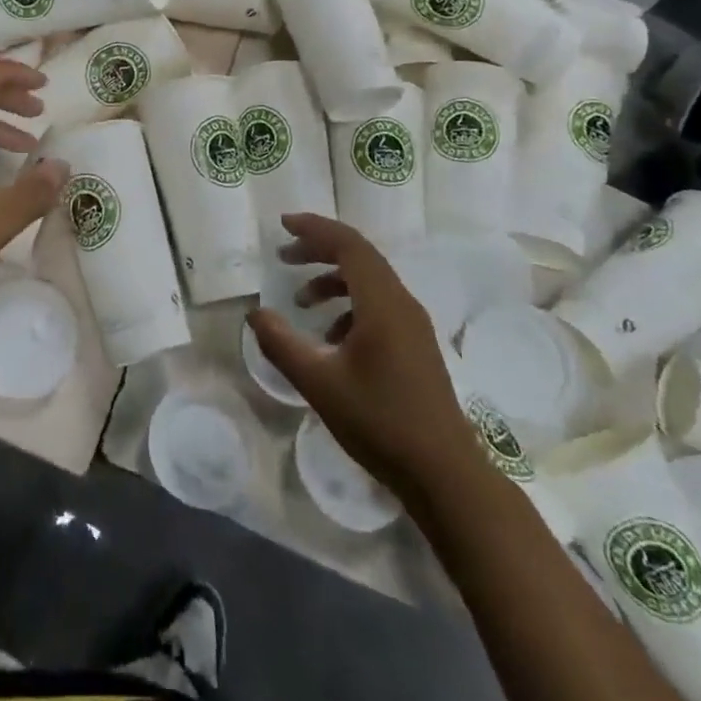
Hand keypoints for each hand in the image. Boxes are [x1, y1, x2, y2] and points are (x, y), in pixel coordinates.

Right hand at [248, 215, 475, 490]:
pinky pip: (379, 305)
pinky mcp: (417, 345)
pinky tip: (330, 337)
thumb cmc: (380, 423)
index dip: (314, 228)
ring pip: (370, 282)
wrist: (445, 476)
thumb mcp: (319, 383)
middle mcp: (402, 304)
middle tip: (284, 255)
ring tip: (301, 300)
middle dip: (319, 250)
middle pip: (359, 257)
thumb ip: (282, 344)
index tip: (283, 225)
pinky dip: (349, 306)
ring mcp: (414, 325)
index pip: (348, 245)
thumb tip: (255, 314)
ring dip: (333, 280)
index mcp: (382, 303)